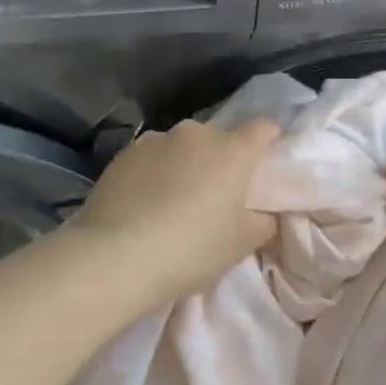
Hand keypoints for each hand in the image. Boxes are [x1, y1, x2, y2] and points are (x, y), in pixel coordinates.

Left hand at [74, 118, 280, 302]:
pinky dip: (152, 174)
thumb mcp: (241, 244)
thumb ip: (262, 222)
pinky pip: (149, 159)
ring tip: (172, 202)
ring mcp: (155, 140)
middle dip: (219, 161)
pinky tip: (142, 204)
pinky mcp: (123, 154)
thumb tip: (263, 213)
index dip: (268, 141)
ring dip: (183, 165)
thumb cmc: (192, 248)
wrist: (117, 255)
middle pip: (218, 139)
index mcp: (233, 150)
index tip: (264, 163)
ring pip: (180, 148)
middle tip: (215, 196)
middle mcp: (195, 134)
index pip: (263, 129)